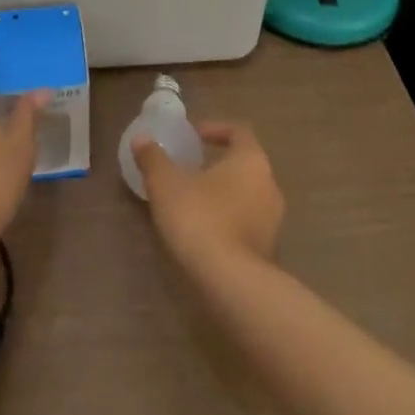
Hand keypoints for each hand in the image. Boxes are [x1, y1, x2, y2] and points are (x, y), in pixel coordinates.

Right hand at [133, 121, 284, 268]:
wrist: (230, 285)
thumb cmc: (200, 218)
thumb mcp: (166, 183)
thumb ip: (153, 158)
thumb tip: (141, 139)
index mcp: (251, 160)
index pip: (239, 132)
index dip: (216, 129)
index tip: (194, 137)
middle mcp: (269, 186)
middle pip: (244, 165)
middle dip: (218, 165)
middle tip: (190, 169)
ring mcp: (273, 222)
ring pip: (247, 196)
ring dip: (223, 195)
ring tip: (192, 201)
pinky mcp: (268, 252)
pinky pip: (246, 224)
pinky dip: (227, 221)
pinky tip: (203, 231)